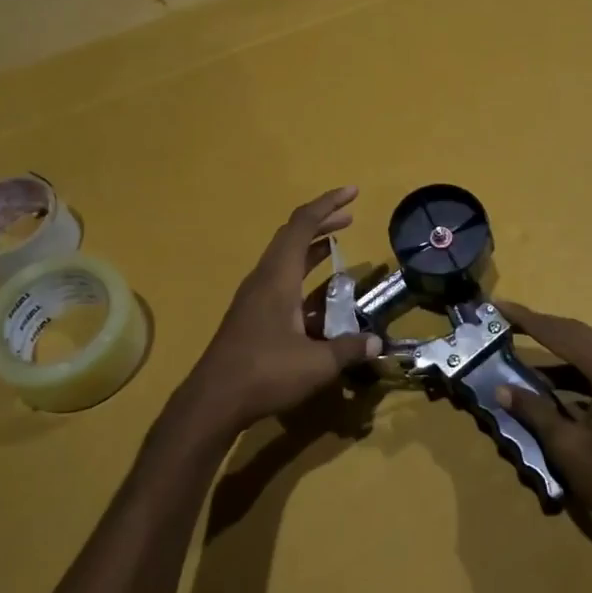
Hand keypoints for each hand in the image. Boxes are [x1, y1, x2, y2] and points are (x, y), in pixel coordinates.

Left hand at [181, 187, 382, 432]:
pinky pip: (279, 278)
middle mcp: (263, 279)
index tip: (353, 193)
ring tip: (337, 243)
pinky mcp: (250, 314)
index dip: (327, 205)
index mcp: (278, 278)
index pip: (302, 226)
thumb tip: (377, 342)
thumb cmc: (265, 373)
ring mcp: (253, 296)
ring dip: (310, 246)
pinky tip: (317, 291)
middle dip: (321, 221)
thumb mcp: (317, 364)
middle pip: (291, 235)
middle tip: (350, 216)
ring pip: (283, 257)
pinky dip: (301, 271)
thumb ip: (349, 349)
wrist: (214, 399)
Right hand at [495, 302, 591, 572]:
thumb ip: (536, 413)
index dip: (527, 320)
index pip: (562, 335)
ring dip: (555, 349)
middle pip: (578, 335)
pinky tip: (547, 382)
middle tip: (503, 320)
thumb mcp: (570, 449)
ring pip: (590, 351)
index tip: (497, 306)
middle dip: (540, 326)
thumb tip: (502, 389)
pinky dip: (572, 371)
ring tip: (517, 346)